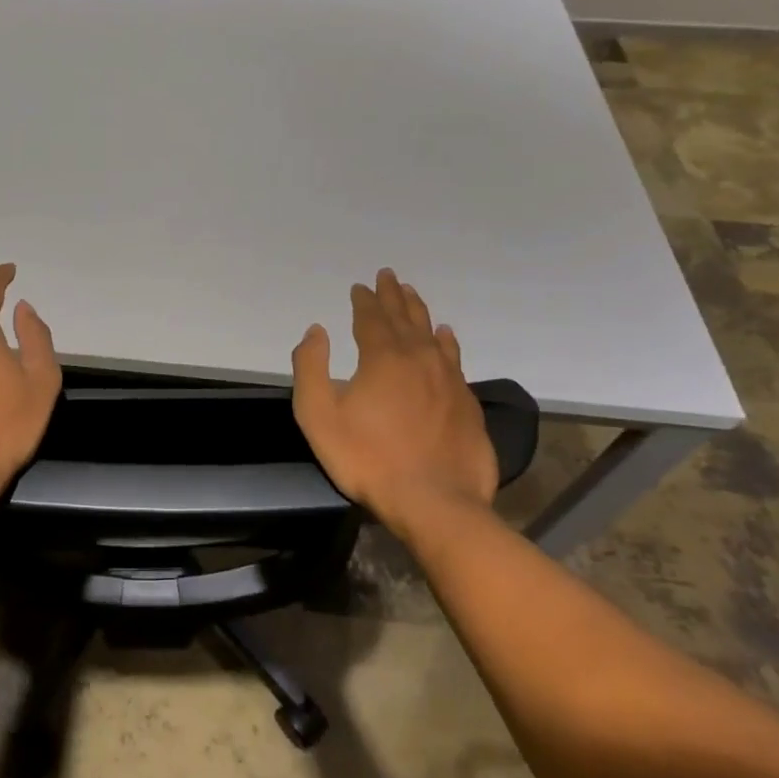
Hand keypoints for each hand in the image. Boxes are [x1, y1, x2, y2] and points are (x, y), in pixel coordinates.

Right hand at [291, 268, 497, 524]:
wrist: (435, 502)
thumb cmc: (367, 458)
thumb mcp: (318, 415)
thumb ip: (310, 367)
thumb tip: (316, 331)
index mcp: (383, 358)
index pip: (371, 318)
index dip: (364, 301)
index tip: (359, 287)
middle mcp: (419, 358)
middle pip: (404, 318)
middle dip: (392, 295)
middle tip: (388, 275)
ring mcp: (448, 380)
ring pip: (432, 334)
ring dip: (419, 311)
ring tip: (412, 294)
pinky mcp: (467, 403)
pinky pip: (454, 358)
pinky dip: (446, 341)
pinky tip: (446, 335)